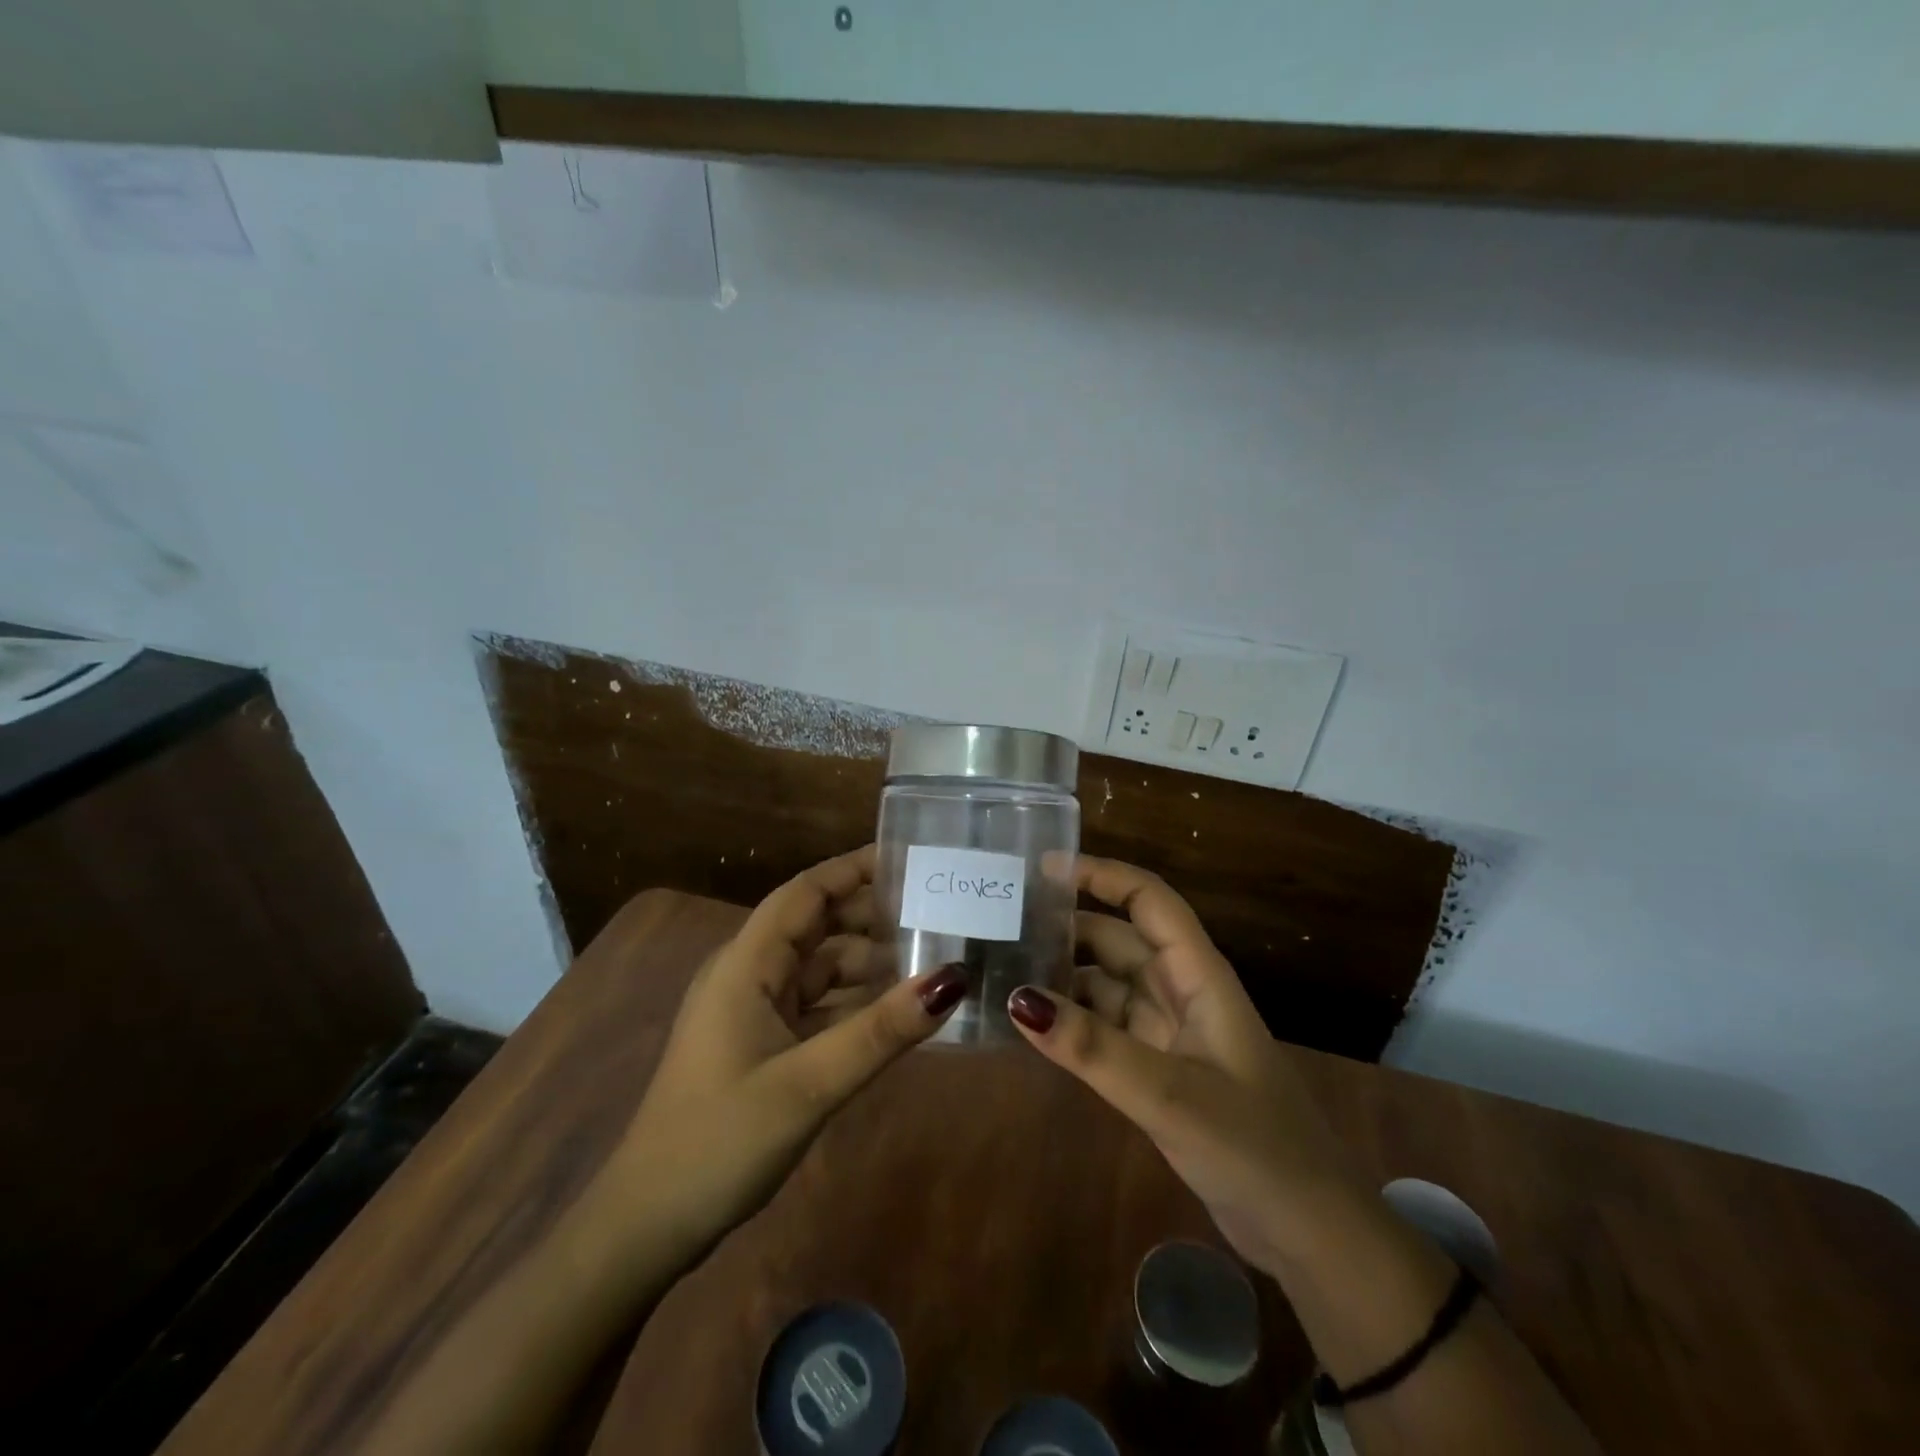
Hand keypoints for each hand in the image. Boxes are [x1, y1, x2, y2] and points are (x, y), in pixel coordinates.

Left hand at [598, 846, 965, 1267]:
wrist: (648, 1225)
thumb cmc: (720, 1141)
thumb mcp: (810, 1084)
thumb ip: (881, 1030)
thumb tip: (952, 979)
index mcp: (747, 964)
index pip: (805, 893)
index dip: (853, 869)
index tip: (909, 859)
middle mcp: (749, 974)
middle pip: (817, 925)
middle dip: (872, 914)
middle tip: (939, 911)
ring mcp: (753, 1010)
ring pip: (820, 967)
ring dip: (868, 960)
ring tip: (932, 956)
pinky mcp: (761, 1043)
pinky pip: (817, 1004)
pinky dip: (854, 1000)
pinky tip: (896, 1010)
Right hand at [1005, 856, 1354, 1275]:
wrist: (1308, 1232)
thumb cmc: (1253, 1146)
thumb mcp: (1169, 1094)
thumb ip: (1093, 1048)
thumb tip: (1017, 998)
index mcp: (1198, 976)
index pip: (1148, 901)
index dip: (1101, 875)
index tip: (1043, 868)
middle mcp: (1182, 992)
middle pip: (1119, 939)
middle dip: (1067, 926)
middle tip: (1002, 923)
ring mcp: (1171, 1033)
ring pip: (1109, 985)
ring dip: (1064, 976)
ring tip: (1002, 970)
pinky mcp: (1160, 1070)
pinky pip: (1107, 1028)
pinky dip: (1074, 1022)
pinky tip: (1033, 1027)